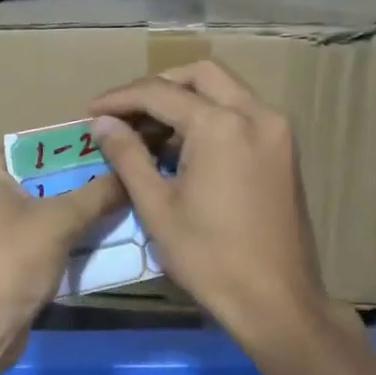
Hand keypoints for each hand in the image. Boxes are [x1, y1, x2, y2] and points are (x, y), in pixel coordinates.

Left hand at [0, 150, 126, 342]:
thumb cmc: (12, 261)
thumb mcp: (62, 220)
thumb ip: (98, 192)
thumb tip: (131, 173)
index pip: (37, 147)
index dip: (77, 150)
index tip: (116, 154)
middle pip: (39, 178)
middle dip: (80, 184)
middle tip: (123, 182)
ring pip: (38, 210)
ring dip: (74, 213)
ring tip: (118, 208)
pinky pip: (33, 236)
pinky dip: (60, 237)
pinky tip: (96, 239)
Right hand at [91, 61, 330, 343]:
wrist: (275, 300)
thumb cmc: (209, 257)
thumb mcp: (157, 207)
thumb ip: (128, 156)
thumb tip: (102, 123)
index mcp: (221, 125)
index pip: (160, 92)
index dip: (120, 98)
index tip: (91, 111)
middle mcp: (256, 114)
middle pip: (200, 75)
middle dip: (157, 86)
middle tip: (125, 112)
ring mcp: (277, 131)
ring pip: (225, 91)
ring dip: (185, 100)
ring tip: (149, 131)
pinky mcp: (284, 151)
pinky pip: (242, 114)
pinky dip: (210, 117)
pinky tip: (185, 147)